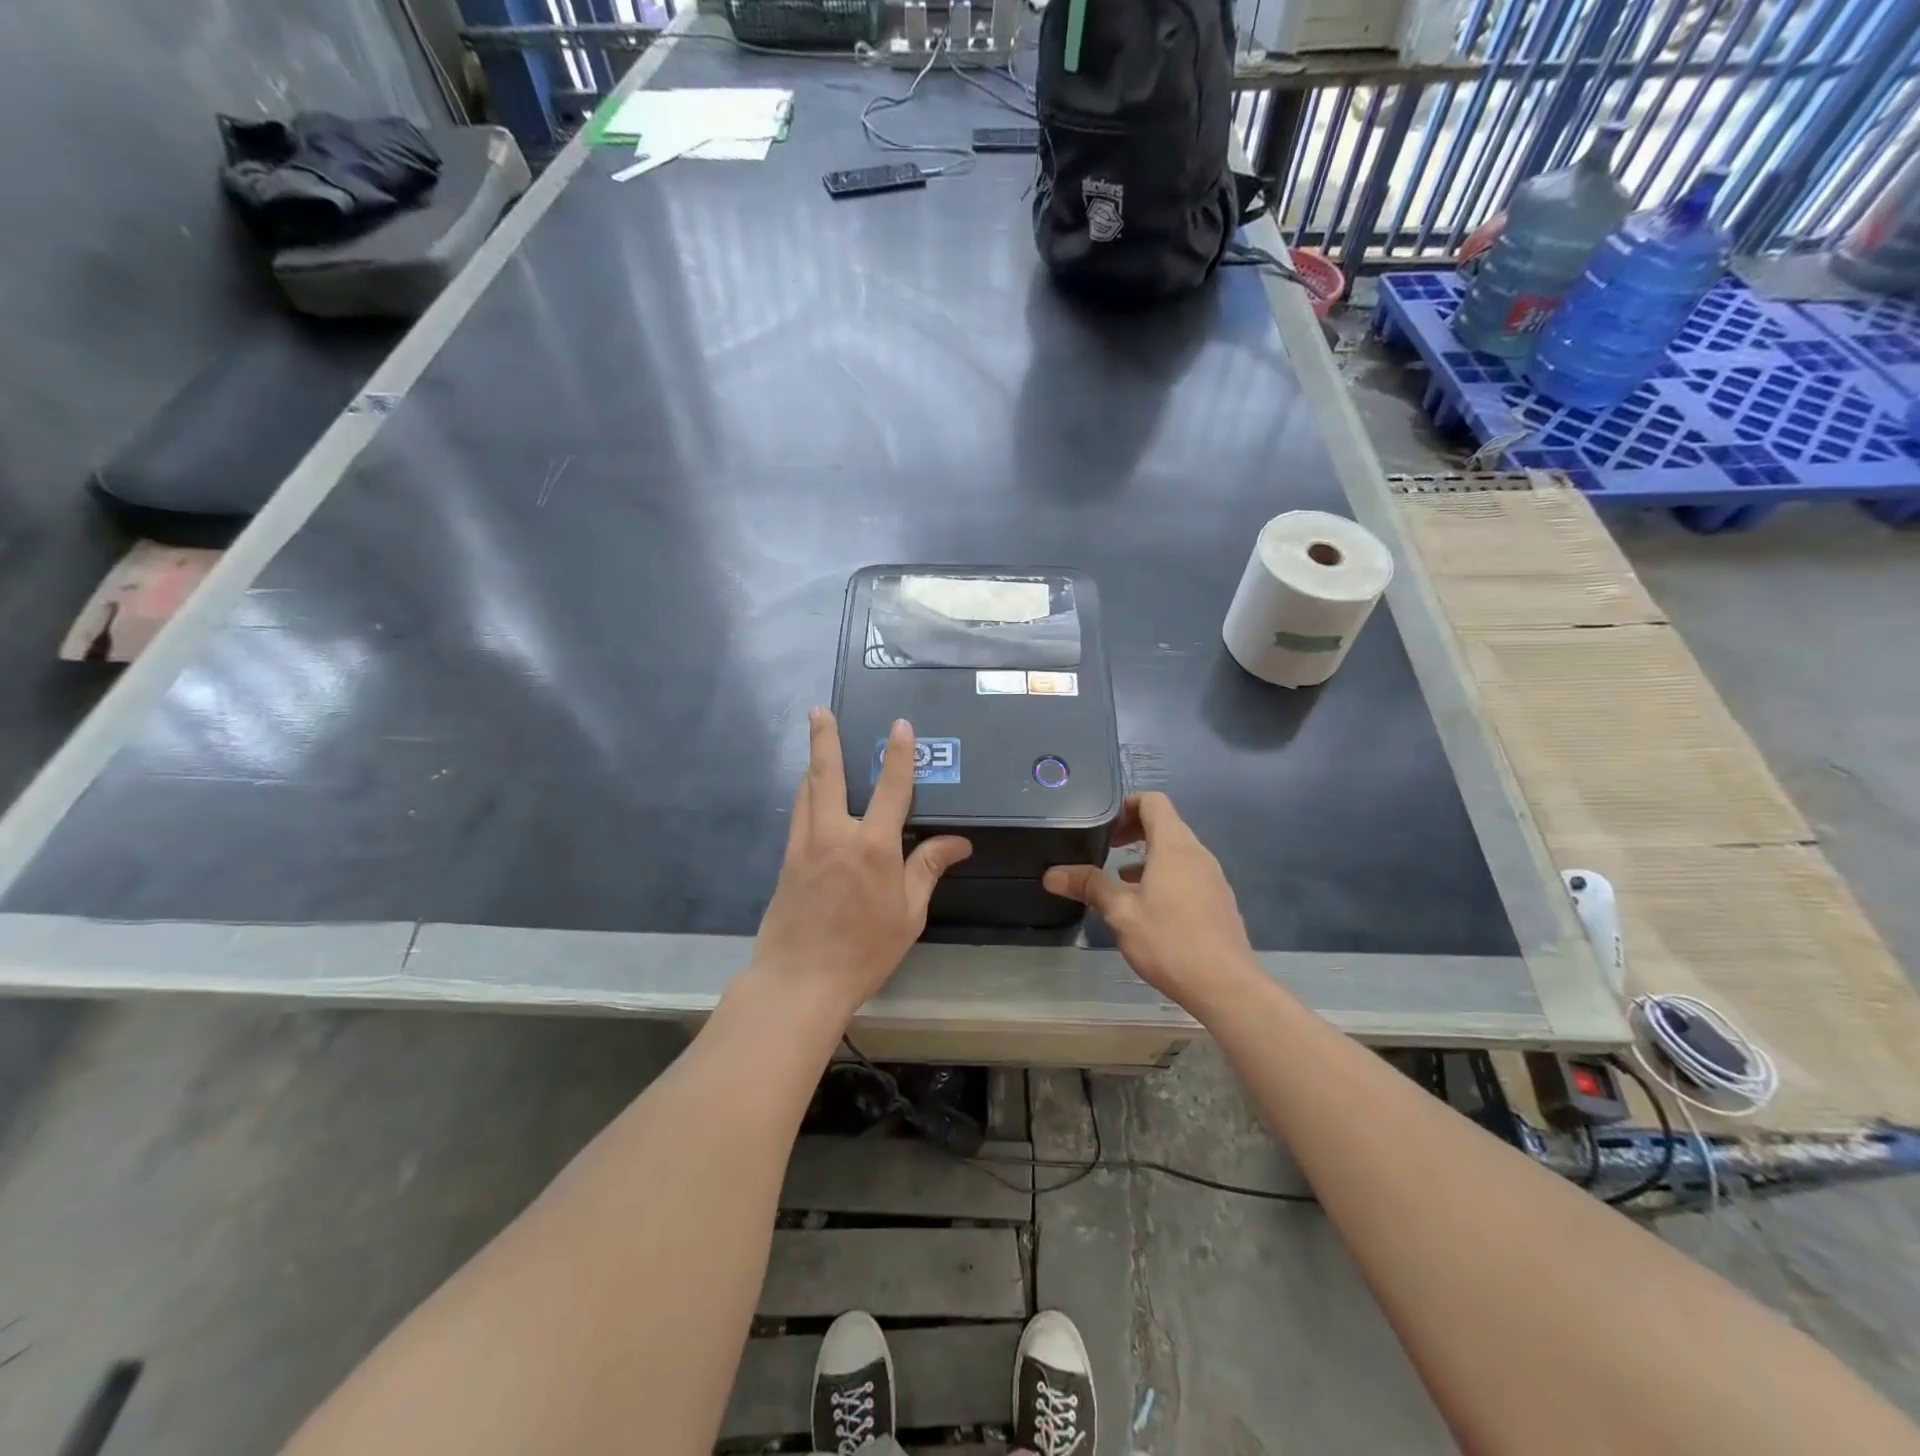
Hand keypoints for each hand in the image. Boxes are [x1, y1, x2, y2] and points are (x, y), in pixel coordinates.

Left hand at [750, 707, 971, 1020]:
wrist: (799, 980)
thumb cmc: (864, 950)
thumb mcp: (908, 914)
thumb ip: (927, 869)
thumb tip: (958, 842)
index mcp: (873, 846)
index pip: (890, 788)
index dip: (898, 755)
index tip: (899, 726)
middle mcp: (835, 835)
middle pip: (827, 775)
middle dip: (824, 739)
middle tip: (819, 710)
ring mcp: (805, 846)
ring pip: (807, 792)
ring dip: (812, 763)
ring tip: (815, 741)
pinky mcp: (787, 861)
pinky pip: (798, 816)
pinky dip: (806, 795)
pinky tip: (809, 795)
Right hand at [1044, 792, 1260, 1012]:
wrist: (1226, 986)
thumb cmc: (1169, 942)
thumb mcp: (1121, 913)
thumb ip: (1089, 886)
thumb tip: (1051, 874)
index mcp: (1174, 847)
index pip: (1153, 802)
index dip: (1126, 804)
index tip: (1103, 823)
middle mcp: (1197, 854)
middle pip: (1165, 823)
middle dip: (1133, 829)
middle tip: (1105, 846)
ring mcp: (1212, 877)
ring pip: (1177, 850)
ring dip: (1148, 854)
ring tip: (1119, 876)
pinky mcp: (1218, 900)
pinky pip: (1187, 872)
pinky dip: (1164, 873)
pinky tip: (1146, 904)